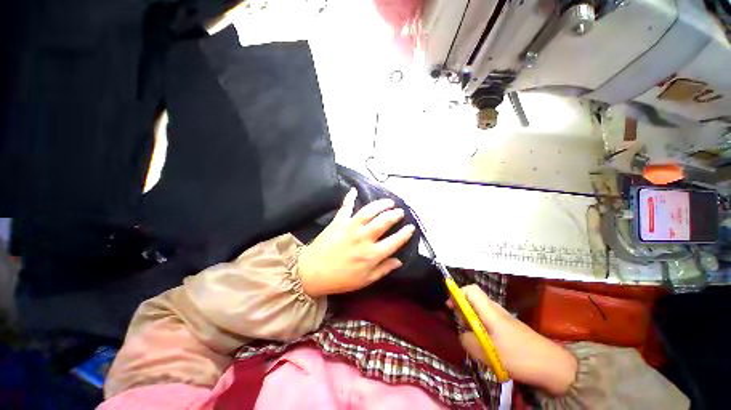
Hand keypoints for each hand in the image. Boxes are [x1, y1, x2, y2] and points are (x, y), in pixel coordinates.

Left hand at [298, 188, 415, 296]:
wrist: (312, 273)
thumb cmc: (340, 279)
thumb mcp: (365, 281)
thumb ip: (383, 269)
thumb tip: (399, 261)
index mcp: (372, 254)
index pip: (395, 241)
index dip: (405, 233)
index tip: (411, 227)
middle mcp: (363, 238)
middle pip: (384, 221)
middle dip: (395, 214)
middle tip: (399, 211)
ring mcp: (350, 227)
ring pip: (369, 211)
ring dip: (380, 204)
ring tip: (388, 202)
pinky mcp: (338, 221)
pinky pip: (346, 206)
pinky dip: (350, 197)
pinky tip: (354, 189)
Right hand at [450, 285, 576, 394]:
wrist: (552, 366)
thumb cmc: (519, 356)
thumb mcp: (488, 353)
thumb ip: (468, 341)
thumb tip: (462, 336)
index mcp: (490, 311)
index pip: (470, 290)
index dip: (458, 293)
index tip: (450, 306)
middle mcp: (496, 310)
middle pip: (473, 299)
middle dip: (463, 310)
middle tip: (461, 326)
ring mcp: (503, 318)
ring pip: (480, 312)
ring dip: (472, 321)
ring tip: (473, 339)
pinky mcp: (509, 328)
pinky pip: (489, 322)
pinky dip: (482, 329)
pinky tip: (486, 346)